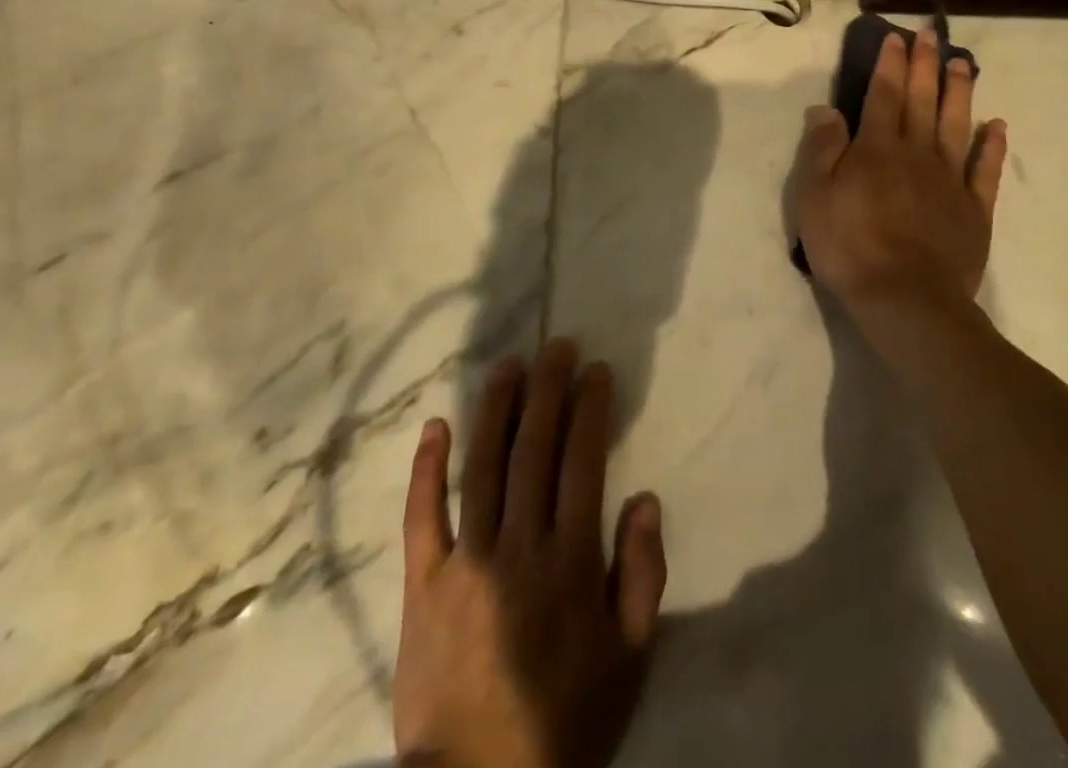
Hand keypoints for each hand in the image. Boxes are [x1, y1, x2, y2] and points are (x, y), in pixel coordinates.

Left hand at [394, 340, 667, 767]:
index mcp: (570, 561)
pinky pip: (422, 516)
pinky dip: (428, 468)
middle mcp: (518, 546)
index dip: (590, 409)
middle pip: (534, 449)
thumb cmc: (566, 721)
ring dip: (496, 408)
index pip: (582, 462)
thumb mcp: (630, 657)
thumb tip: (645, 498)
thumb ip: (643, 573)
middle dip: (548, 390)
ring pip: (482, 466)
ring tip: (508, 365)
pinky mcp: (423, 584)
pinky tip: (435, 425)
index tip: (596, 370)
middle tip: (556, 346)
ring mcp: (465, 561)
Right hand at [790, 26, 1007, 314]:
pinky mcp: (974, 209)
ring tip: (965, 64)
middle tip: (932, 35)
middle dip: (926, 65)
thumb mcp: (815, 197)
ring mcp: (950, 180)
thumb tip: (825, 108)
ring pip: (957, 125)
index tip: (896, 39)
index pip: (884, 95)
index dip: (890, 65)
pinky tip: (997, 126)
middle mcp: (917, 153)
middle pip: (922, 101)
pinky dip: (992, 146)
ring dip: (960, 92)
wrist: (905, 300)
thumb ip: (822, 149)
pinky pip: (985, 170)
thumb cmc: (849, 246)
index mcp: (877, 149)